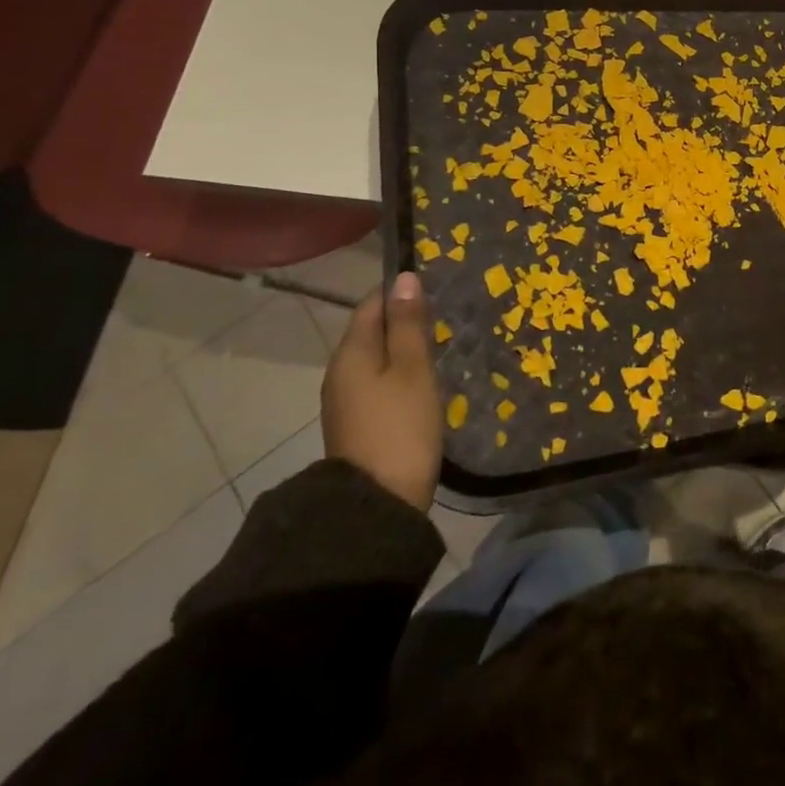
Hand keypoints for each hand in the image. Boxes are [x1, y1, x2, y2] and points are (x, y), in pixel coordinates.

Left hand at [321, 273, 442, 511]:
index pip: (372, 303)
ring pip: (375, 358)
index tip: (435, 285)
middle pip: (371, 331)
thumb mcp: (412, 369)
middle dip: (403, 319)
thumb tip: (404, 278)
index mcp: (351, 352)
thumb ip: (408, 324)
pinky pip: (377, 383)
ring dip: (402, 348)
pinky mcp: (356, 424)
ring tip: (439, 344)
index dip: (400, 291)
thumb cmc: (400, 426)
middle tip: (445, 314)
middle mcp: (340, 371)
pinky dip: (398, 374)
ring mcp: (345, 401)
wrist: (376, 506)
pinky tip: (422, 381)